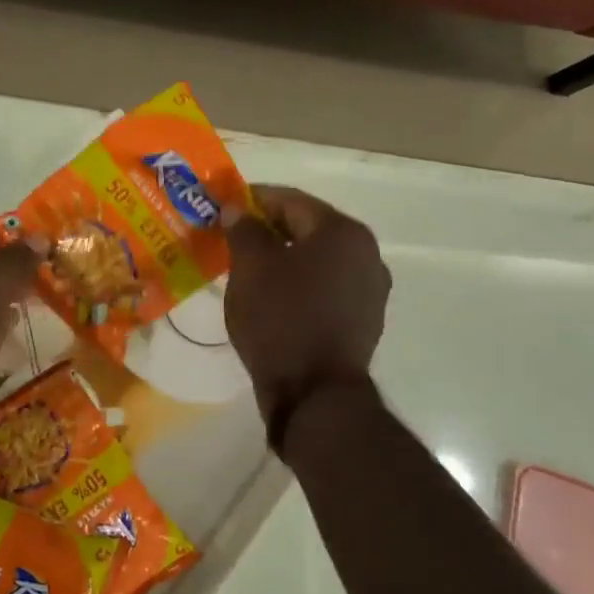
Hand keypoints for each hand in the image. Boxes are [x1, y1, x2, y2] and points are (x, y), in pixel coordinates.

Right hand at [224, 185, 390, 443]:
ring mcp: (369, 289)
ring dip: (283, 257)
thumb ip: (243, 229)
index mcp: (343, 232)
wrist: (315, 394)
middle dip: (268, 229)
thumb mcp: (250, 268)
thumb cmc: (280, 319)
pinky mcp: (363, 319)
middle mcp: (366, 254)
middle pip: (308, 228)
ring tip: (247, 266)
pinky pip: (325, 286)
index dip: (253, 199)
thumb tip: (237, 210)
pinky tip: (272, 295)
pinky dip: (299, 282)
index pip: (291, 200)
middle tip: (231, 236)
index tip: (224, 205)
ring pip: (317, 259)